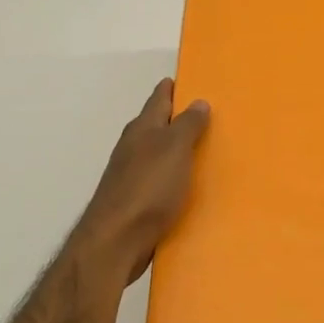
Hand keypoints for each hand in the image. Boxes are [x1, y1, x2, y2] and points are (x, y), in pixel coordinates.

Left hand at [71, 79, 210, 287]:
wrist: (115, 242)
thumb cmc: (148, 188)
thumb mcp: (174, 149)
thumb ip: (187, 125)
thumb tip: (198, 101)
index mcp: (142, 129)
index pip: (158, 98)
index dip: (173, 88)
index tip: (190, 80)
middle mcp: (133, 147)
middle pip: (157, 125)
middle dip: (177, 118)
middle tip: (207, 114)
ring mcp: (131, 176)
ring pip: (158, 154)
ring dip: (176, 150)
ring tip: (204, 150)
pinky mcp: (135, 202)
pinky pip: (159, 181)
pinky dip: (174, 177)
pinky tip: (189, 187)